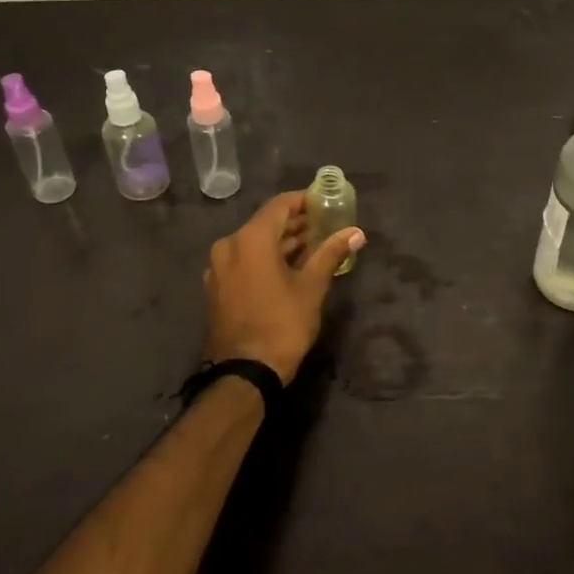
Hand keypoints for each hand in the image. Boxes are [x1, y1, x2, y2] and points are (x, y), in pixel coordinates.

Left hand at [203, 191, 364, 383]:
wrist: (244, 372)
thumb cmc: (282, 324)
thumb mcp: (312, 287)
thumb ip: (331, 253)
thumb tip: (356, 233)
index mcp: (250, 240)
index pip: (279, 205)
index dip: (303, 201)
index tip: (325, 203)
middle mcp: (228, 246)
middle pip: (265, 224)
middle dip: (295, 223)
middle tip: (325, 225)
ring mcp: (218, 268)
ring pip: (254, 244)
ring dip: (282, 242)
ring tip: (313, 246)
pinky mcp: (217, 288)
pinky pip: (244, 261)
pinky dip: (265, 259)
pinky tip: (289, 268)